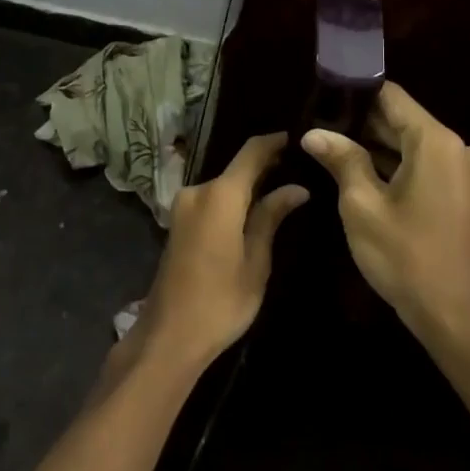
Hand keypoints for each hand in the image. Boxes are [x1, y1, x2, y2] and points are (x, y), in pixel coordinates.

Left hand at [140, 134, 307, 370]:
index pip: (250, 153)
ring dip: (248, 185)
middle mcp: (197, 191)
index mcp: (219, 195)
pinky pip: (211, 200)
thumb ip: (271, 217)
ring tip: (282, 186)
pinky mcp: (179, 222)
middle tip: (299, 166)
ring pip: (223, 185)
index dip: (273, 142)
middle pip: (235, 169)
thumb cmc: (222, 300)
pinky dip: (232, 199)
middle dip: (265, 165)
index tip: (297, 137)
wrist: (171, 333)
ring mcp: (183, 206)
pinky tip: (254, 208)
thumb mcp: (256, 261)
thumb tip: (296, 189)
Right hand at [300, 82, 469, 347]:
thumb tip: (313, 133)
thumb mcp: (361, 205)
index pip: (391, 96)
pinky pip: (422, 166)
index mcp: (436, 142)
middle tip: (316, 127)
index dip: (354, 93)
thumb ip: (340, 159)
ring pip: (409, 144)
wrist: (455, 318)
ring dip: (373, 146)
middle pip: (400, 119)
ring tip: (329, 147)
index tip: (320, 98)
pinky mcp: (462, 194)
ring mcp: (463, 172)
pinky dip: (392, 166)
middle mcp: (457, 148)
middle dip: (359, 123)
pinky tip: (357, 173)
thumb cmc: (405, 257)